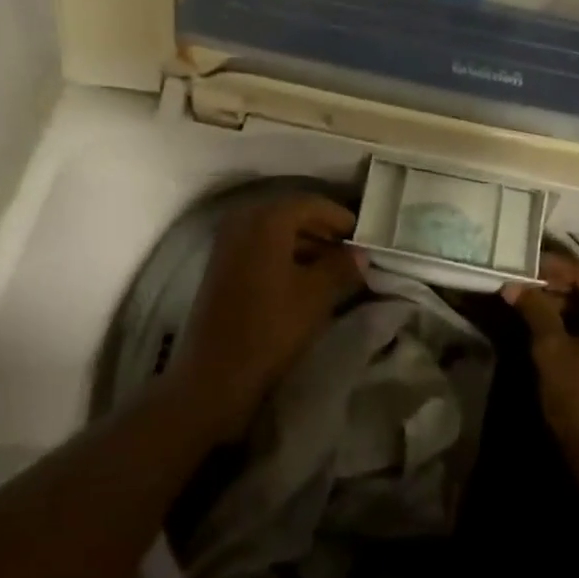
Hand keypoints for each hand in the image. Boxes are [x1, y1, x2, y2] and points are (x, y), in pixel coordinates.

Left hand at [172, 193, 365, 438]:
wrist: (217, 374)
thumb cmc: (272, 327)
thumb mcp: (317, 295)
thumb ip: (342, 267)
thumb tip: (360, 254)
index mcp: (266, 220)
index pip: (310, 203)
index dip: (338, 217)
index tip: (361, 235)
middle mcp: (242, 222)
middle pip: (290, 215)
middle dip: (321, 230)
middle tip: (348, 250)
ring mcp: (226, 245)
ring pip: (273, 233)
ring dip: (304, 244)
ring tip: (332, 268)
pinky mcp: (220, 268)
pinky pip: (258, 249)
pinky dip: (283, 256)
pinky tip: (303, 279)